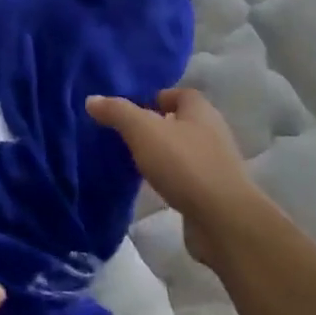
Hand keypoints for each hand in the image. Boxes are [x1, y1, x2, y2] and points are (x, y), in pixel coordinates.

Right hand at [86, 88, 260, 267]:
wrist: (224, 221)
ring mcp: (217, 165)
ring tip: (135, 161)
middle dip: (156, 127)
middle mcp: (213, 133)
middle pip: (181, 122)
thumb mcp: (142, 130)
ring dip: (163, 155)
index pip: (179, 94)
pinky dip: (172, 180)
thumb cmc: (184, 164)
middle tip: (126, 135)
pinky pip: (188, 178)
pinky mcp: (215, 194)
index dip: (156, 98)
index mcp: (201, 111)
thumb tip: (92, 99)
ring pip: (184, 151)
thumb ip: (117, 112)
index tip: (131, 110)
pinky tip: (154, 187)